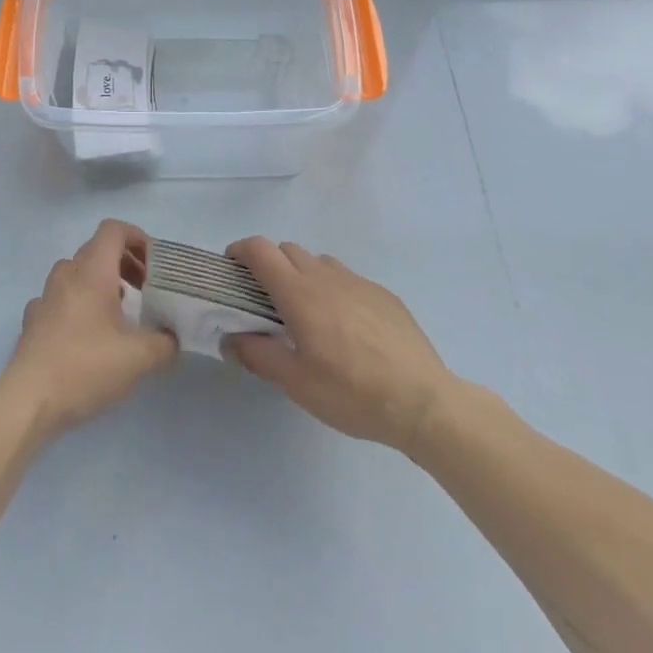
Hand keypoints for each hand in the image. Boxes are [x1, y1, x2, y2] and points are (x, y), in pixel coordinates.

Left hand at [2, 219, 176, 436]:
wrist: (28, 401)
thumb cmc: (86, 367)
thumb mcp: (139, 358)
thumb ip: (164, 343)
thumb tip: (172, 338)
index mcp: (92, 272)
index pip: (113, 230)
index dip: (136, 237)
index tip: (154, 264)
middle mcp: (66, 275)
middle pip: (96, 250)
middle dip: (124, 262)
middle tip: (144, 288)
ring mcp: (45, 297)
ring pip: (76, 273)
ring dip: (100, 282)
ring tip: (119, 311)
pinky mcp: (33, 321)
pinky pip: (59, 298)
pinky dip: (77, 304)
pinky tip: (85, 333)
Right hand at [225, 237, 452, 452]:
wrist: (423, 401)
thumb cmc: (352, 393)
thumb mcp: (297, 384)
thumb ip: (258, 355)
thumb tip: (229, 338)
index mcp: (300, 293)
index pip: (260, 250)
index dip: (240, 251)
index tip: (231, 268)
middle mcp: (326, 276)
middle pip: (287, 250)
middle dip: (268, 265)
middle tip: (264, 300)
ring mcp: (358, 282)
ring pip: (318, 262)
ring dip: (301, 275)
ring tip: (305, 313)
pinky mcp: (383, 294)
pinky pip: (346, 278)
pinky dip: (332, 289)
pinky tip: (344, 327)